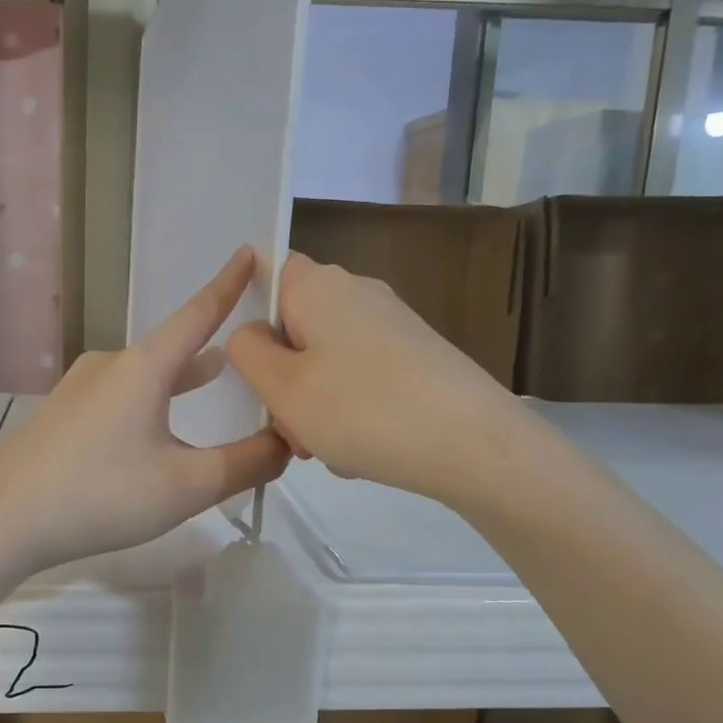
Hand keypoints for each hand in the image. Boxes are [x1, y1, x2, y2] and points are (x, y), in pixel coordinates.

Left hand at [0, 248, 290, 579]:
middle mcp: (109, 365)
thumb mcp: (186, 485)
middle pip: (171, 348)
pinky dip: (149, 402)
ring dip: (179, 377)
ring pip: (144, 375)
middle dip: (211, 347)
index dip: (228, 285)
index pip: (197, 314)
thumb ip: (245, 463)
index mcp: (143, 367)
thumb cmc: (101, 495)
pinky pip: (118, 397)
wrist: (3, 520)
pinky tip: (152, 431)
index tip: (251, 253)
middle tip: (248, 349)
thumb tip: (285, 443)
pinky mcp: (61, 415)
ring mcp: (79, 389)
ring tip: (210, 377)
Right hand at [225, 252, 521, 507]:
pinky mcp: (417, 354)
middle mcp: (357, 292)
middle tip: (289, 428)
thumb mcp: (282, 387)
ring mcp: (392, 323)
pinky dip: (350, 409)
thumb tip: (251, 334)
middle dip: (282, 378)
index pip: (267, 273)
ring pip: (326, 360)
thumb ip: (247, 352)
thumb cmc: (362, 410)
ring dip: (314, 403)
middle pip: (295, 326)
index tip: (247, 363)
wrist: (475, 445)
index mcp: (318, 286)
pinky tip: (362, 449)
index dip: (248, 313)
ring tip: (327, 448)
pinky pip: (361, 377)